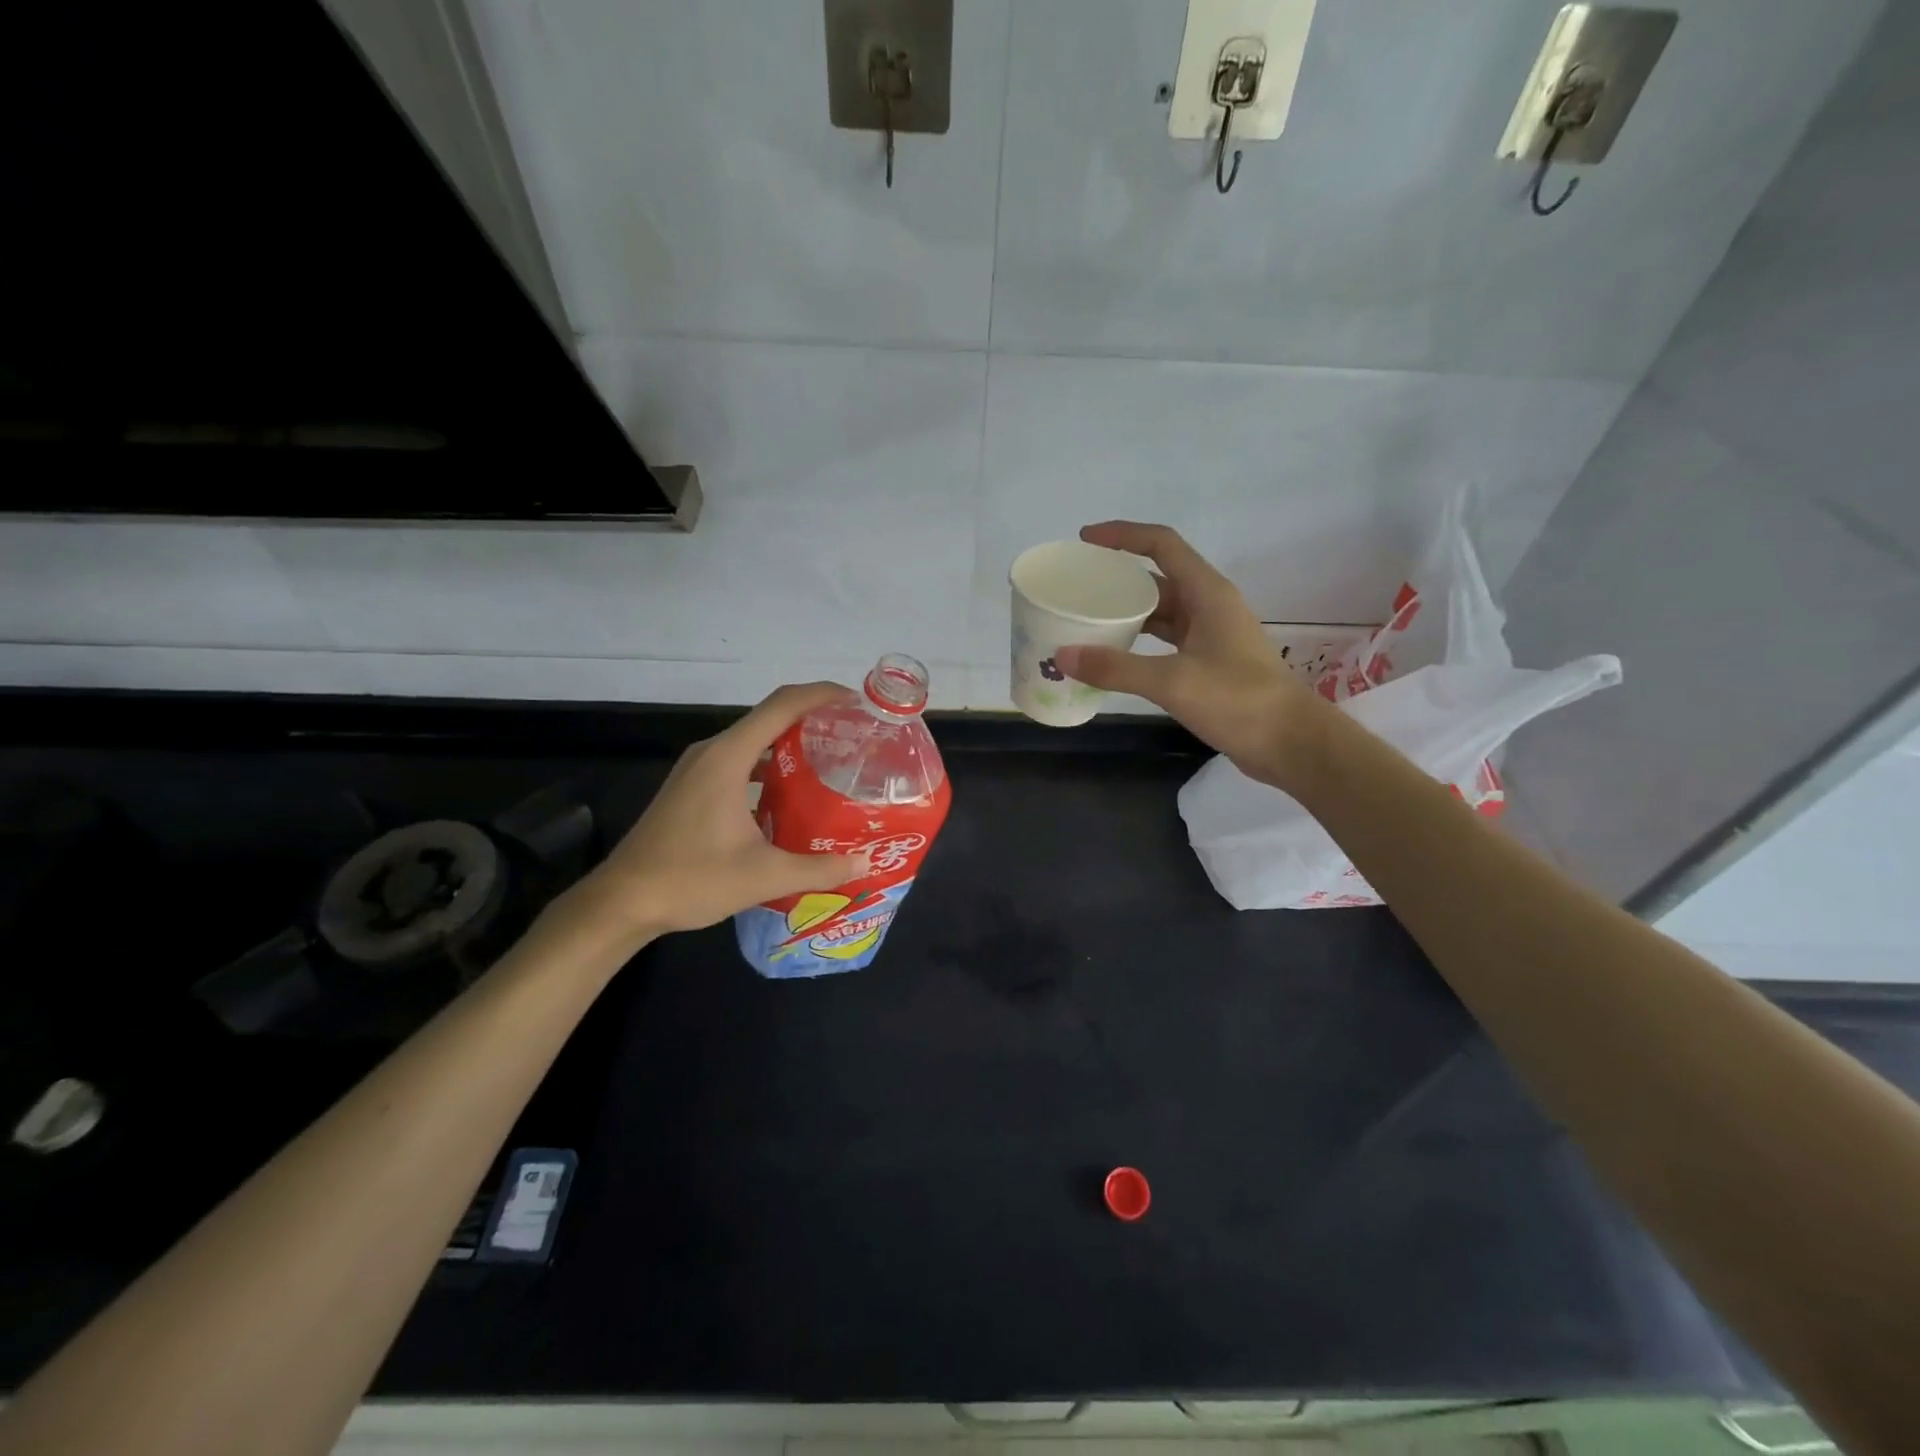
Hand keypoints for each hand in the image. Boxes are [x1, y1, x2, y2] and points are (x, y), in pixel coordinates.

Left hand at [579, 682, 868, 940]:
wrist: (622, 902)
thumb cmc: (691, 879)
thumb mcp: (763, 876)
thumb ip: (819, 868)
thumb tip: (864, 863)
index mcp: (728, 757)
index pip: (782, 705)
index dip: (822, 695)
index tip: (858, 702)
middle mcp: (712, 752)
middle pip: (770, 717)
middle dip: (814, 719)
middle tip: (855, 738)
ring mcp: (698, 769)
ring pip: (754, 741)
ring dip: (792, 744)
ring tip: (832, 762)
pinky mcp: (691, 787)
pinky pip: (739, 760)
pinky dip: (770, 765)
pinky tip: (791, 794)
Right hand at [1055, 523, 1323, 788]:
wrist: (1289, 741)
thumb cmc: (1238, 701)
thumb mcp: (1173, 682)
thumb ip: (1116, 668)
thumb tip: (1063, 656)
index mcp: (1207, 593)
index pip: (1162, 544)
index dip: (1123, 535)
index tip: (1085, 539)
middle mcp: (1208, 605)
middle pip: (1157, 577)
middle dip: (1118, 578)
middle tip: (1077, 586)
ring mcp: (1209, 634)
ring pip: (1160, 610)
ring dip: (1126, 612)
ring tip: (1086, 618)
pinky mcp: (1208, 661)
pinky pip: (1165, 638)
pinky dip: (1138, 641)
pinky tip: (1113, 654)